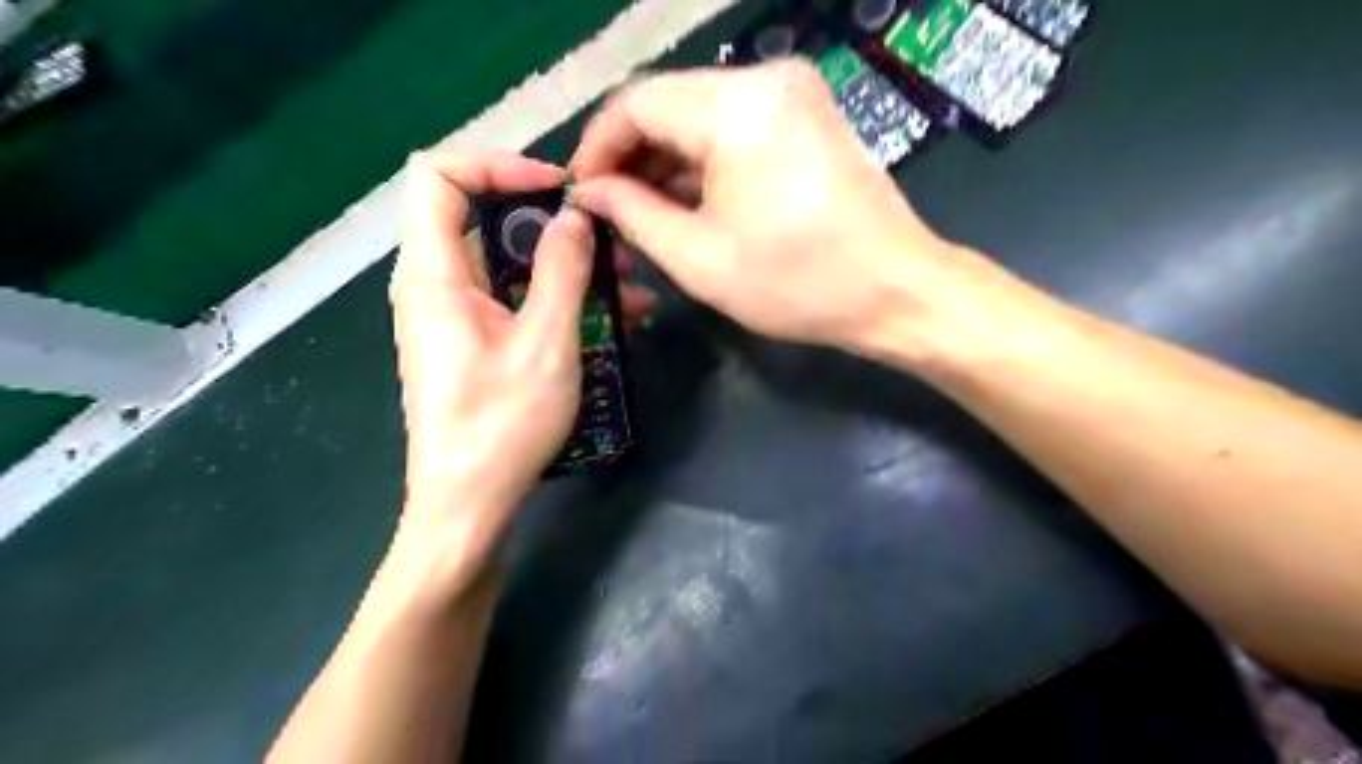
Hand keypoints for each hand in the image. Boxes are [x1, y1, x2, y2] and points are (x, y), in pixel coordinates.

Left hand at [389, 147, 654, 589]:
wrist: (468, 505)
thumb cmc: (502, 424)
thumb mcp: (546, 342)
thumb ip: (562, 270)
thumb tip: (573, 217)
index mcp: (434, 275)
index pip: (438, 177)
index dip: (497, 165)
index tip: (557, 188)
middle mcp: (435, 287)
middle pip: (484, 221)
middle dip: (552, 225)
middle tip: (610, 243)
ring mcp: (455, 319)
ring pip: (510, 267)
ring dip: (568, 269)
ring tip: (629, 287)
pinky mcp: (474, 346)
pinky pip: (516, 304)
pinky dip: (558, 302)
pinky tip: (615, 322)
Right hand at [571, 60, 984, 357]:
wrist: (896, 291)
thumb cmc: (797, 283)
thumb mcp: (699, 258)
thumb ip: (633, 214)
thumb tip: (591, 192)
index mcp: (736, 108)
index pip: (636, 102)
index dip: (597, 146)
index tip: (581, 192)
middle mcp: (766, 79)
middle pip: (670, 102)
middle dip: (632, 154)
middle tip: (609, 207)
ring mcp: (795, 92)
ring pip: (702, 114)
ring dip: (667, 158)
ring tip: (643, 210)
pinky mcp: (809, 114)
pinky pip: (737, 125)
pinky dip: (705, 158)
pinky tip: (688, 197)